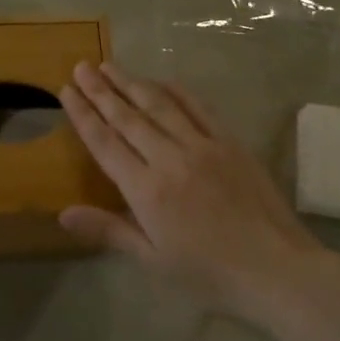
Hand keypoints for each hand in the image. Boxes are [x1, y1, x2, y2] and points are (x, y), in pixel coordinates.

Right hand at [59, 62, 339, 325]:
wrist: (276, 269)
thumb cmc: (209, 274)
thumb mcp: (153, 260)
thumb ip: (109, 231)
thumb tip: (63, 213)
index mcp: (146, 190)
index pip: (105, 143)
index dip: (83, 114)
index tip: (66, 91)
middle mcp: (170, 159)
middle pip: (128, 117)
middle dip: (101, 90)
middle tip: (82, 67)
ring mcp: (203, 146)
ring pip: (160, 106)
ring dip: (132, 83)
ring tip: (110, 66)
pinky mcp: (230, 142)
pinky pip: (199, 108)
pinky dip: (177, 91)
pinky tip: (162, 81)